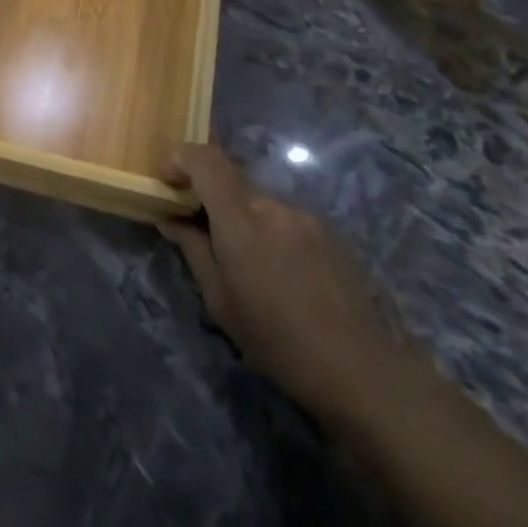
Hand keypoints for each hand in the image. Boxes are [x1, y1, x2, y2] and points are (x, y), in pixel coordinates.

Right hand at [161, 142, 405, 420]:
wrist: (360, 368)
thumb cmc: (277, 340)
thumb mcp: (220, 302)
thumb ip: (193, 250)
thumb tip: (170, 219)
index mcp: (240, 219)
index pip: (205, 159)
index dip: (180, 158)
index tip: (167, 181)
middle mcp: (272, 205)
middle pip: (230, 181)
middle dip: (209, 197)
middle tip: (200, 233)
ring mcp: (304, 215)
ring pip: (258, 201)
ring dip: (241, 217)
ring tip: (245, 264)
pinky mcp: (328, 230)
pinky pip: (284, 217)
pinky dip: (269, 230)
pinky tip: (279, 272)